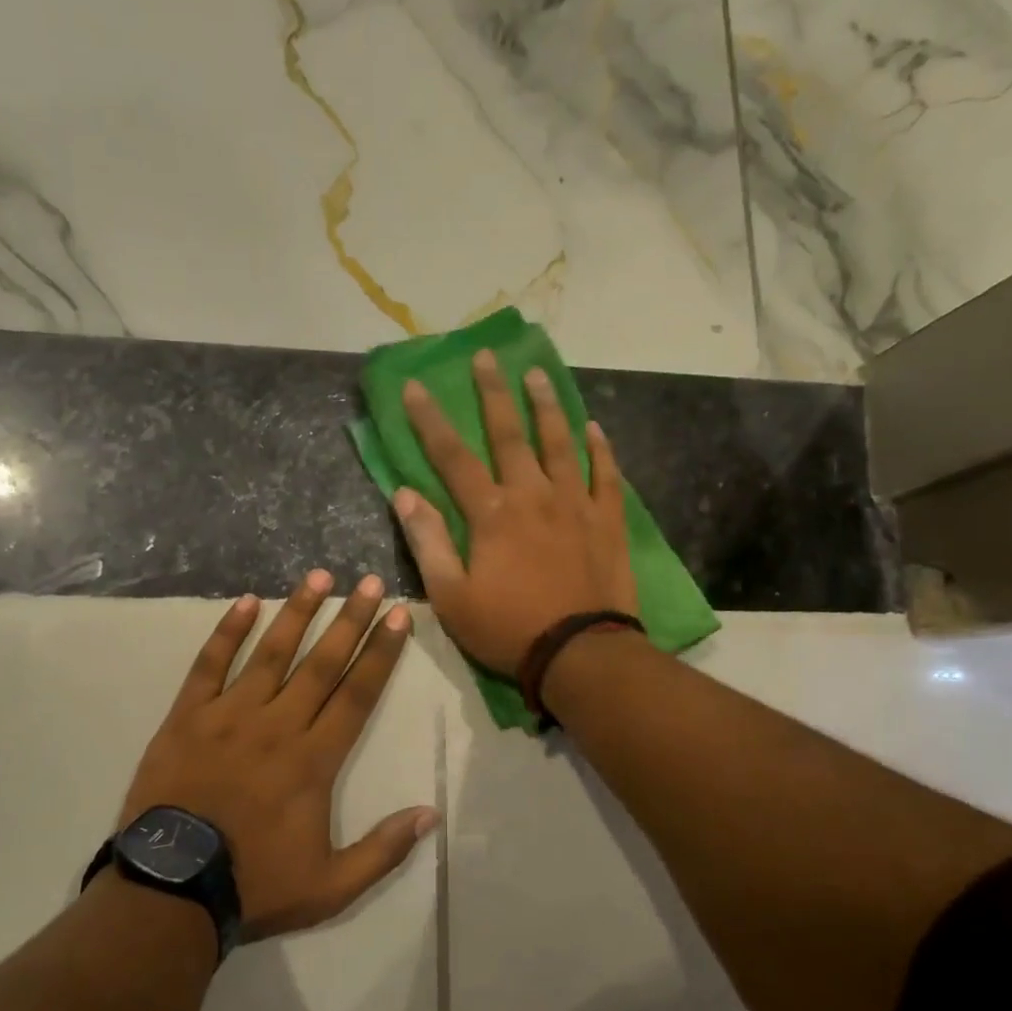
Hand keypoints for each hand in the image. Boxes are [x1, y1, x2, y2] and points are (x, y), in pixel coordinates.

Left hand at [122, 572, 439, 939]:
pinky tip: (245, 602)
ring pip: (271, 654)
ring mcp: (229, 716)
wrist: (171, 891)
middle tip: (370, 582)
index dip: (381, 653)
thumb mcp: (331, 886)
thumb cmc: (255, 886)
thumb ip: (383, 849)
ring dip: (297, 612)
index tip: (398, 616)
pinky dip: (227, 632)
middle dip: (350, 620)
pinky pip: (209, 666)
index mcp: (314, 760)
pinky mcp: (187, 718)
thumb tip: (431, 814)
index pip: (357, 694)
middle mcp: (277, 725)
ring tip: (319, 577)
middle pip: (322, 663)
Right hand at [394, 349, 637, 677]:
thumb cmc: (507, 629)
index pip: (452, 456)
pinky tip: (594, 426)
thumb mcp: (450, 596)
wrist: (580, 654)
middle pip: (509, 434)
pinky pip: (605, 474)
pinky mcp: (607, 520)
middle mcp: (533, 495)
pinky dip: (599, 448)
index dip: (430, 420)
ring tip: (537, 373)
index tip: (415, 386)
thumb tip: (404, 494)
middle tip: (485, 357)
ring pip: (560, 442)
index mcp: (491, 514)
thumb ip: (427, 541)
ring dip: (546, 405)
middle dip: (493, 393)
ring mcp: (575, 504)